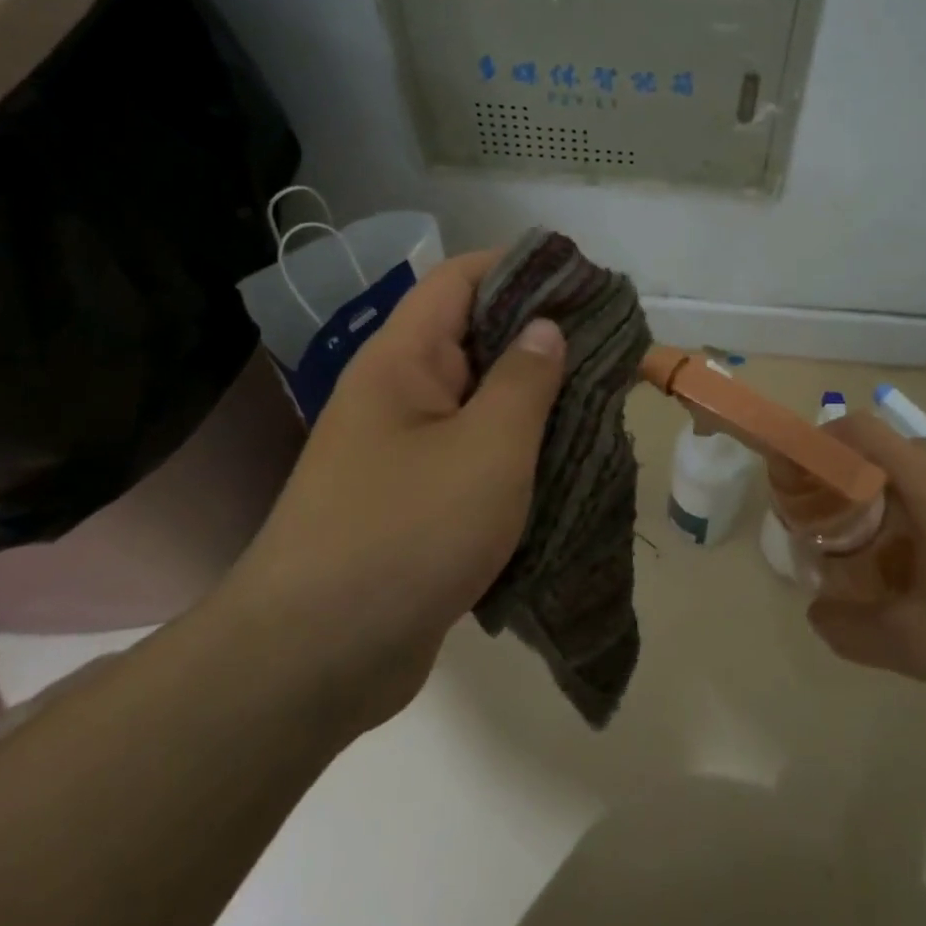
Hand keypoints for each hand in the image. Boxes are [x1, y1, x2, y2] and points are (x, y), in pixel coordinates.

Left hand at [228, 250, 564, 735]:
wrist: (317, 659)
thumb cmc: (407, 533)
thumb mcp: (487, 449)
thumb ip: (524, 381)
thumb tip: (546, 328)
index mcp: (402, 361)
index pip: (459, 279)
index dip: (519, 267)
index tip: (583, 280)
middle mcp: (398, 395)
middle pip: (473, 339)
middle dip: (540, 337)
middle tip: (608, 346)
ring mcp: (403, 451)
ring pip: (479, 403)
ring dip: (534, 400)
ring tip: (599, 399)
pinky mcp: (415, 501)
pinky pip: (473, 456)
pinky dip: (517, 451)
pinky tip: (563, 460)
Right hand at [806, 414, 925, 731]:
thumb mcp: (915, 646)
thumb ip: (850, 628)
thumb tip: (818, 613)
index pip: (865, 431)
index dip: (822, 442)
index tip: (797, 476)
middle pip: (893, 454)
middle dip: (854, 483)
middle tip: (834, 530)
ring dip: (894, 506)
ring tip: (882, 563)